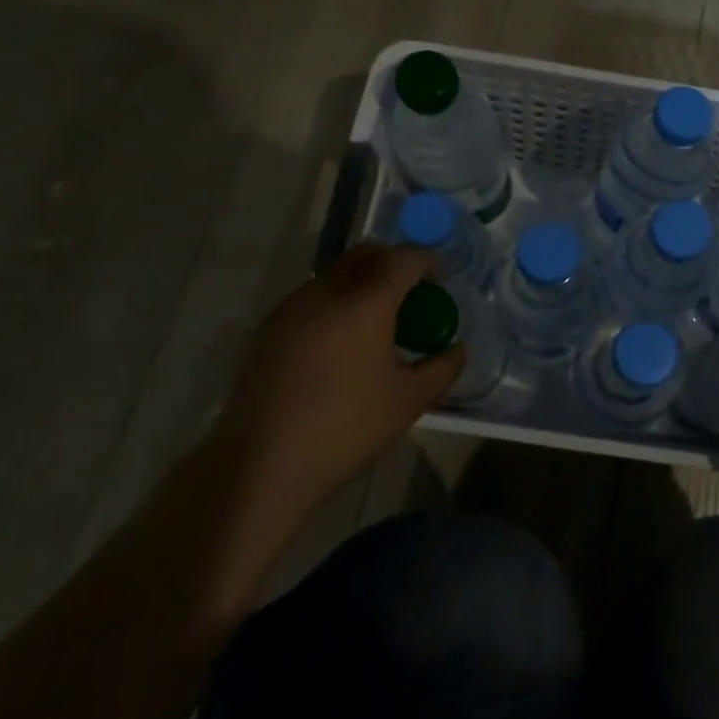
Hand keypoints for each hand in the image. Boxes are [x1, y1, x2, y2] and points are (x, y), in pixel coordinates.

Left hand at [212, 243, 464, 514]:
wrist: (261, 465)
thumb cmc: (345, 429)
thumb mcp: (409, 402)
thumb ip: (443, 368)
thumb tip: (457, 348)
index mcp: (365, 303)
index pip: (403, 259)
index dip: (427, 262)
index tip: (440, 281)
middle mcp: (327, 292)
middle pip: (367, 254)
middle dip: (395, 262)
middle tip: (412, 291)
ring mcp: (293, 306)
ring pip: (337, 272)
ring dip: (364, 280)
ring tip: (377, 318)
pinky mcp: (270, 327)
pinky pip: (313, 295)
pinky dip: (337, 300)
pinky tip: (342, 341)